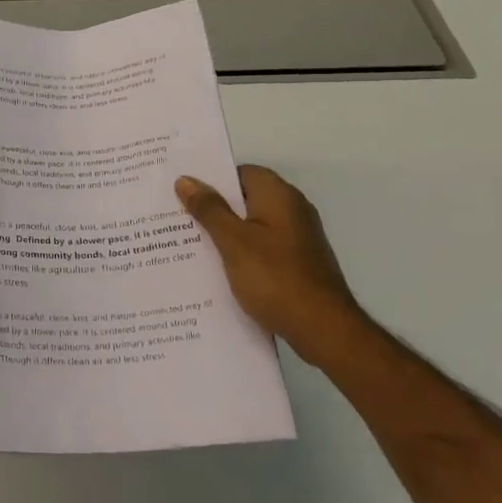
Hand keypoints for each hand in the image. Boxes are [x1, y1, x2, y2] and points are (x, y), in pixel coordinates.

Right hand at [176, 165, 369, 367]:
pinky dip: (241, 253)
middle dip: (213, 207)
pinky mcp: (298, 263)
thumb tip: (186, 180)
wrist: (324, 330)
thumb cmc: (275, 278)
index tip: (182, 190)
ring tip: (190, 243)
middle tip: (177, 216)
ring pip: (252, 225)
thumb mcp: (233, 241)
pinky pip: (262, 247)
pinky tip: (219, 269)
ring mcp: (298, 238)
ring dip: (225, 232)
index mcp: (278, 196)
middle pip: (245, 198)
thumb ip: (209, 209)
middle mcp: (292, 210)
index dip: (212, 179)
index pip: (241, 172)